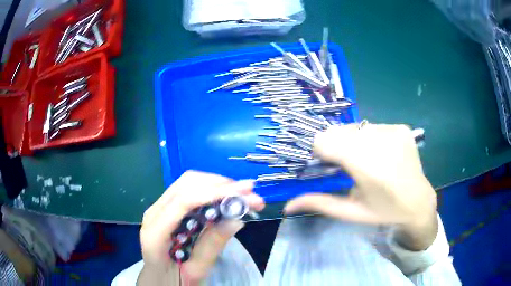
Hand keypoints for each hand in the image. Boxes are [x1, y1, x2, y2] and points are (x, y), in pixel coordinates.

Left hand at [138, 171, 264, 285]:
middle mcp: (154, 213)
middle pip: (186, 185)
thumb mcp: (195, 272)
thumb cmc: (172, 280)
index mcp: (155, 232)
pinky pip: (188, 191)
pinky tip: (225, 198)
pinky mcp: (166, 208)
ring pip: (188, 183)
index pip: (184, 201)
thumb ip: (212, 246)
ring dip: (217, 185)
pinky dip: (210, 190)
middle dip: (220, 184)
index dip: (215, 192)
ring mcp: (159, 208)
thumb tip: (236, 220)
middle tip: (249, 193)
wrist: (156, 279)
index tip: (245, 191)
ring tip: (242, 195)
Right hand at [284, 124, 437, 249]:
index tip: (328, 165)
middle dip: (336, 146)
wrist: (417, 202)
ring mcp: (393, 131)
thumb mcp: (350, 212)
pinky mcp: (401, 127)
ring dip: (353, 141)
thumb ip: (319, 203)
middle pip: (338, 131)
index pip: (325, 141)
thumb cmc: (383, 211)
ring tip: (366, 160)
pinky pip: (372, 126)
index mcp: (366, 167)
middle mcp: (380, 142)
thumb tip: (287, 206)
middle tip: (348, 165)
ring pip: (355, 127)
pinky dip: (370, 138)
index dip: (321, 151)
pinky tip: (381, 154)